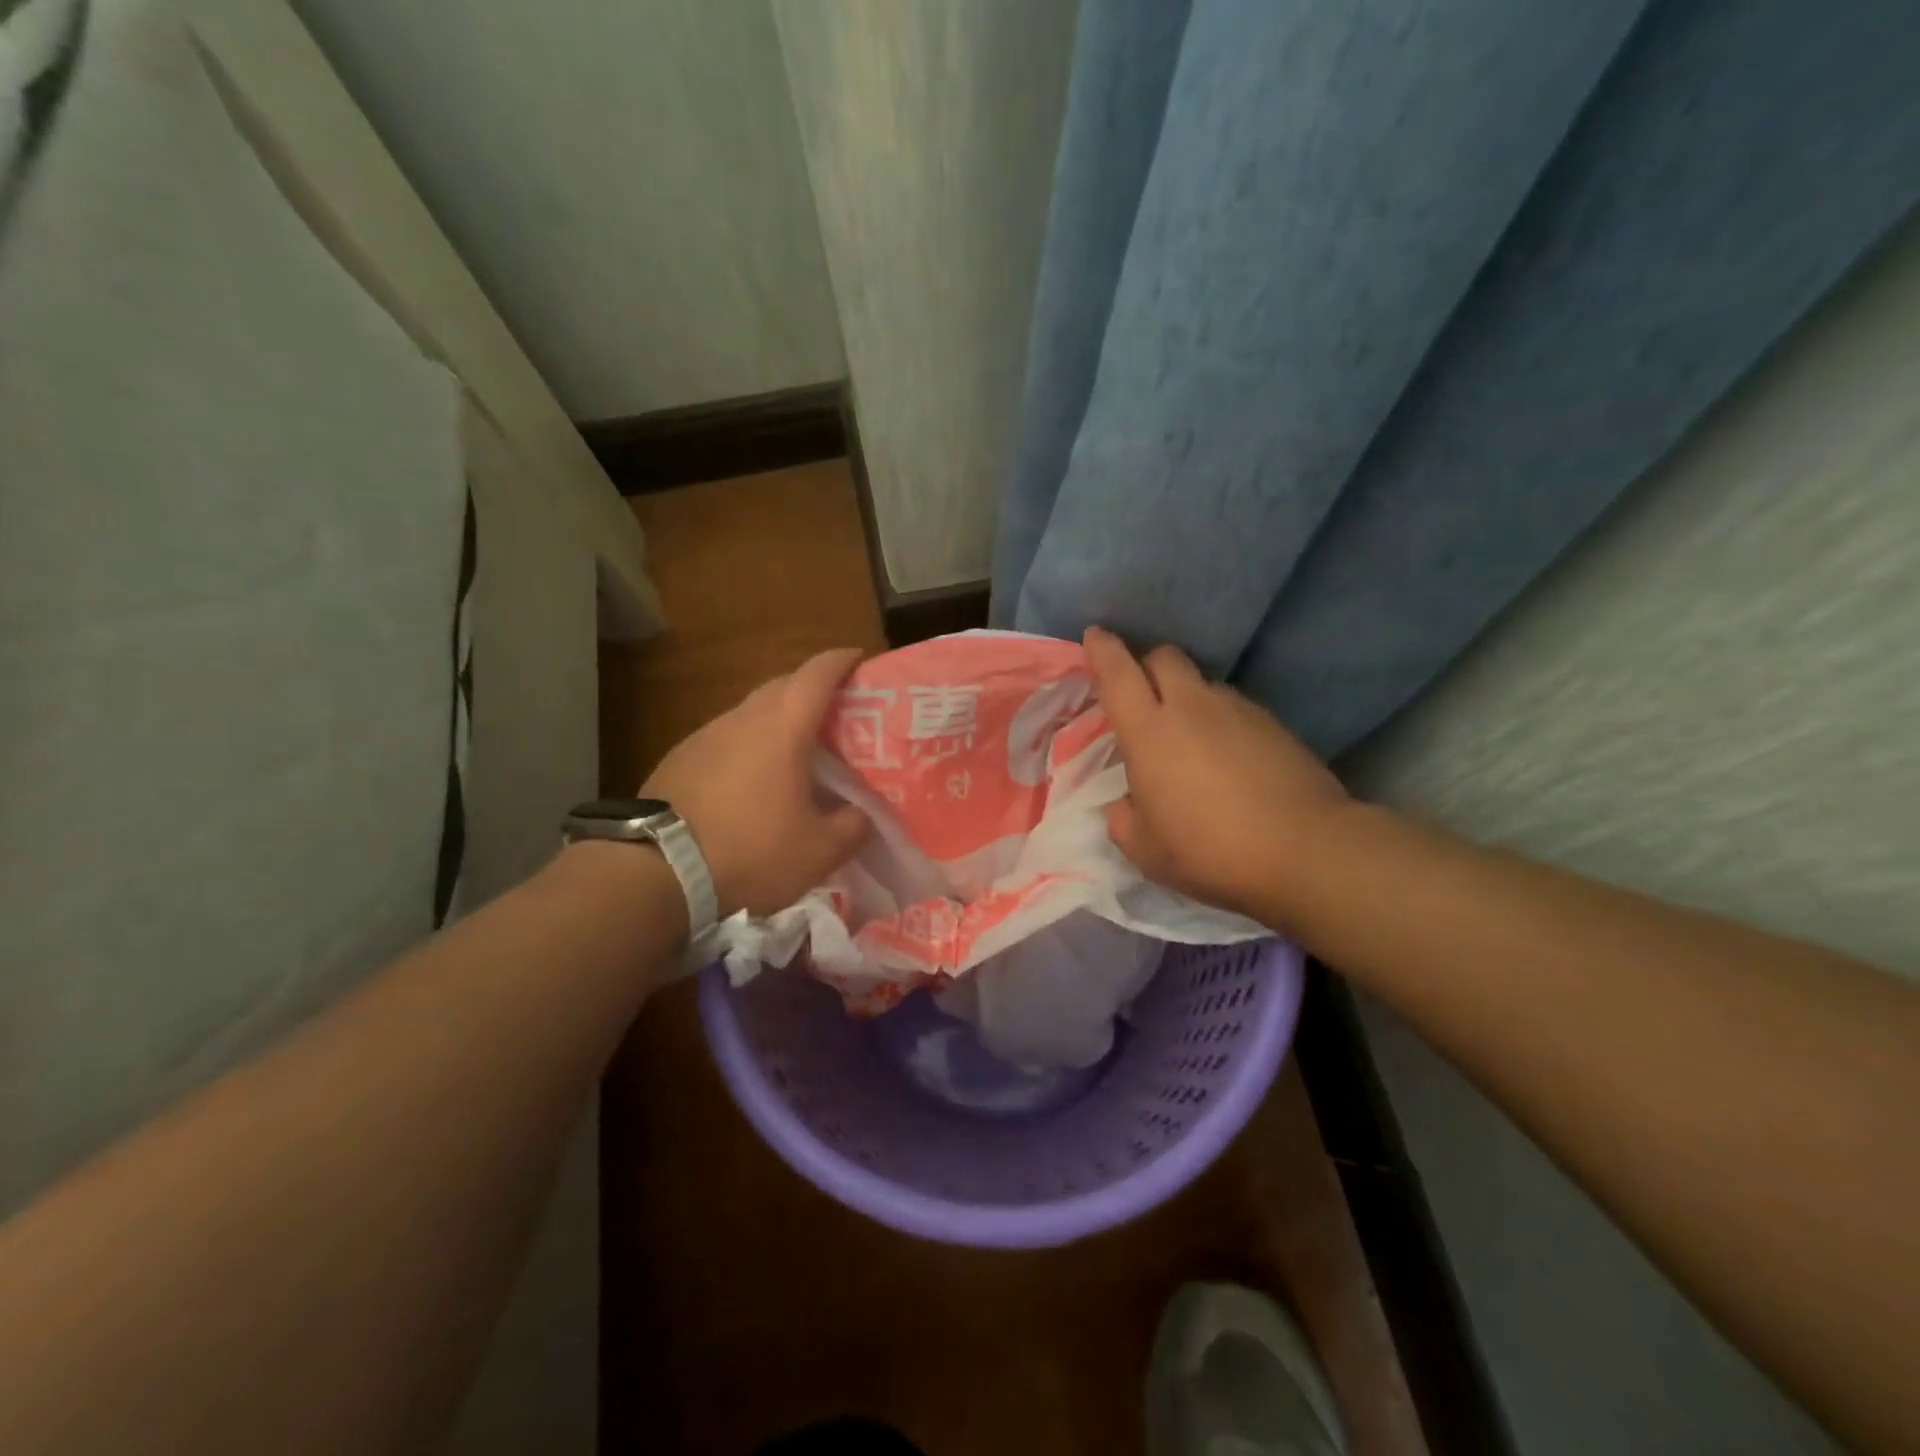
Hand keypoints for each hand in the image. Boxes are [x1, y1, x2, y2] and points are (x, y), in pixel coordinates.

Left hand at [641, 649, 871, 917]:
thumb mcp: (819, 851)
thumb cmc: (750, 851)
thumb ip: (853, 826)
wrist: (656, 871)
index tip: (859, 659)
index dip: (842, 661)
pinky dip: (748, 745)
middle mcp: (743, 718)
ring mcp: (706, 735)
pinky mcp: (680, 757)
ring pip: (751, 712)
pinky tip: (752, 780)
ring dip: (777, 720)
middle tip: (837, 713)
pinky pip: (726, 738)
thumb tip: (864, 814)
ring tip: (796, 751)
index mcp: (783, 727)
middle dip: (812, 689)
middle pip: (783, 685)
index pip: (818, 674)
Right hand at [1084, 626, 1350, 921]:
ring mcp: (1238, 710)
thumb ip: (1123, 821)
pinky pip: (1233, 706)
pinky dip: (1219, 718)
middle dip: (1146, 663)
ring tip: (1188, 735)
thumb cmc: (1211, 851)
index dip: (1102, 649)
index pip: (1118, 673)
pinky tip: (1227, 755)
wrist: (1306, 851)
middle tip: (1140, 692)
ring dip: (1185, 695)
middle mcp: (1191, 708)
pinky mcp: (1273, 723)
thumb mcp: (1146, 852)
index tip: (1096, 635)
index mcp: (1150, 733)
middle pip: (1164, 657)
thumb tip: (1126, 805)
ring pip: (1201, 682)